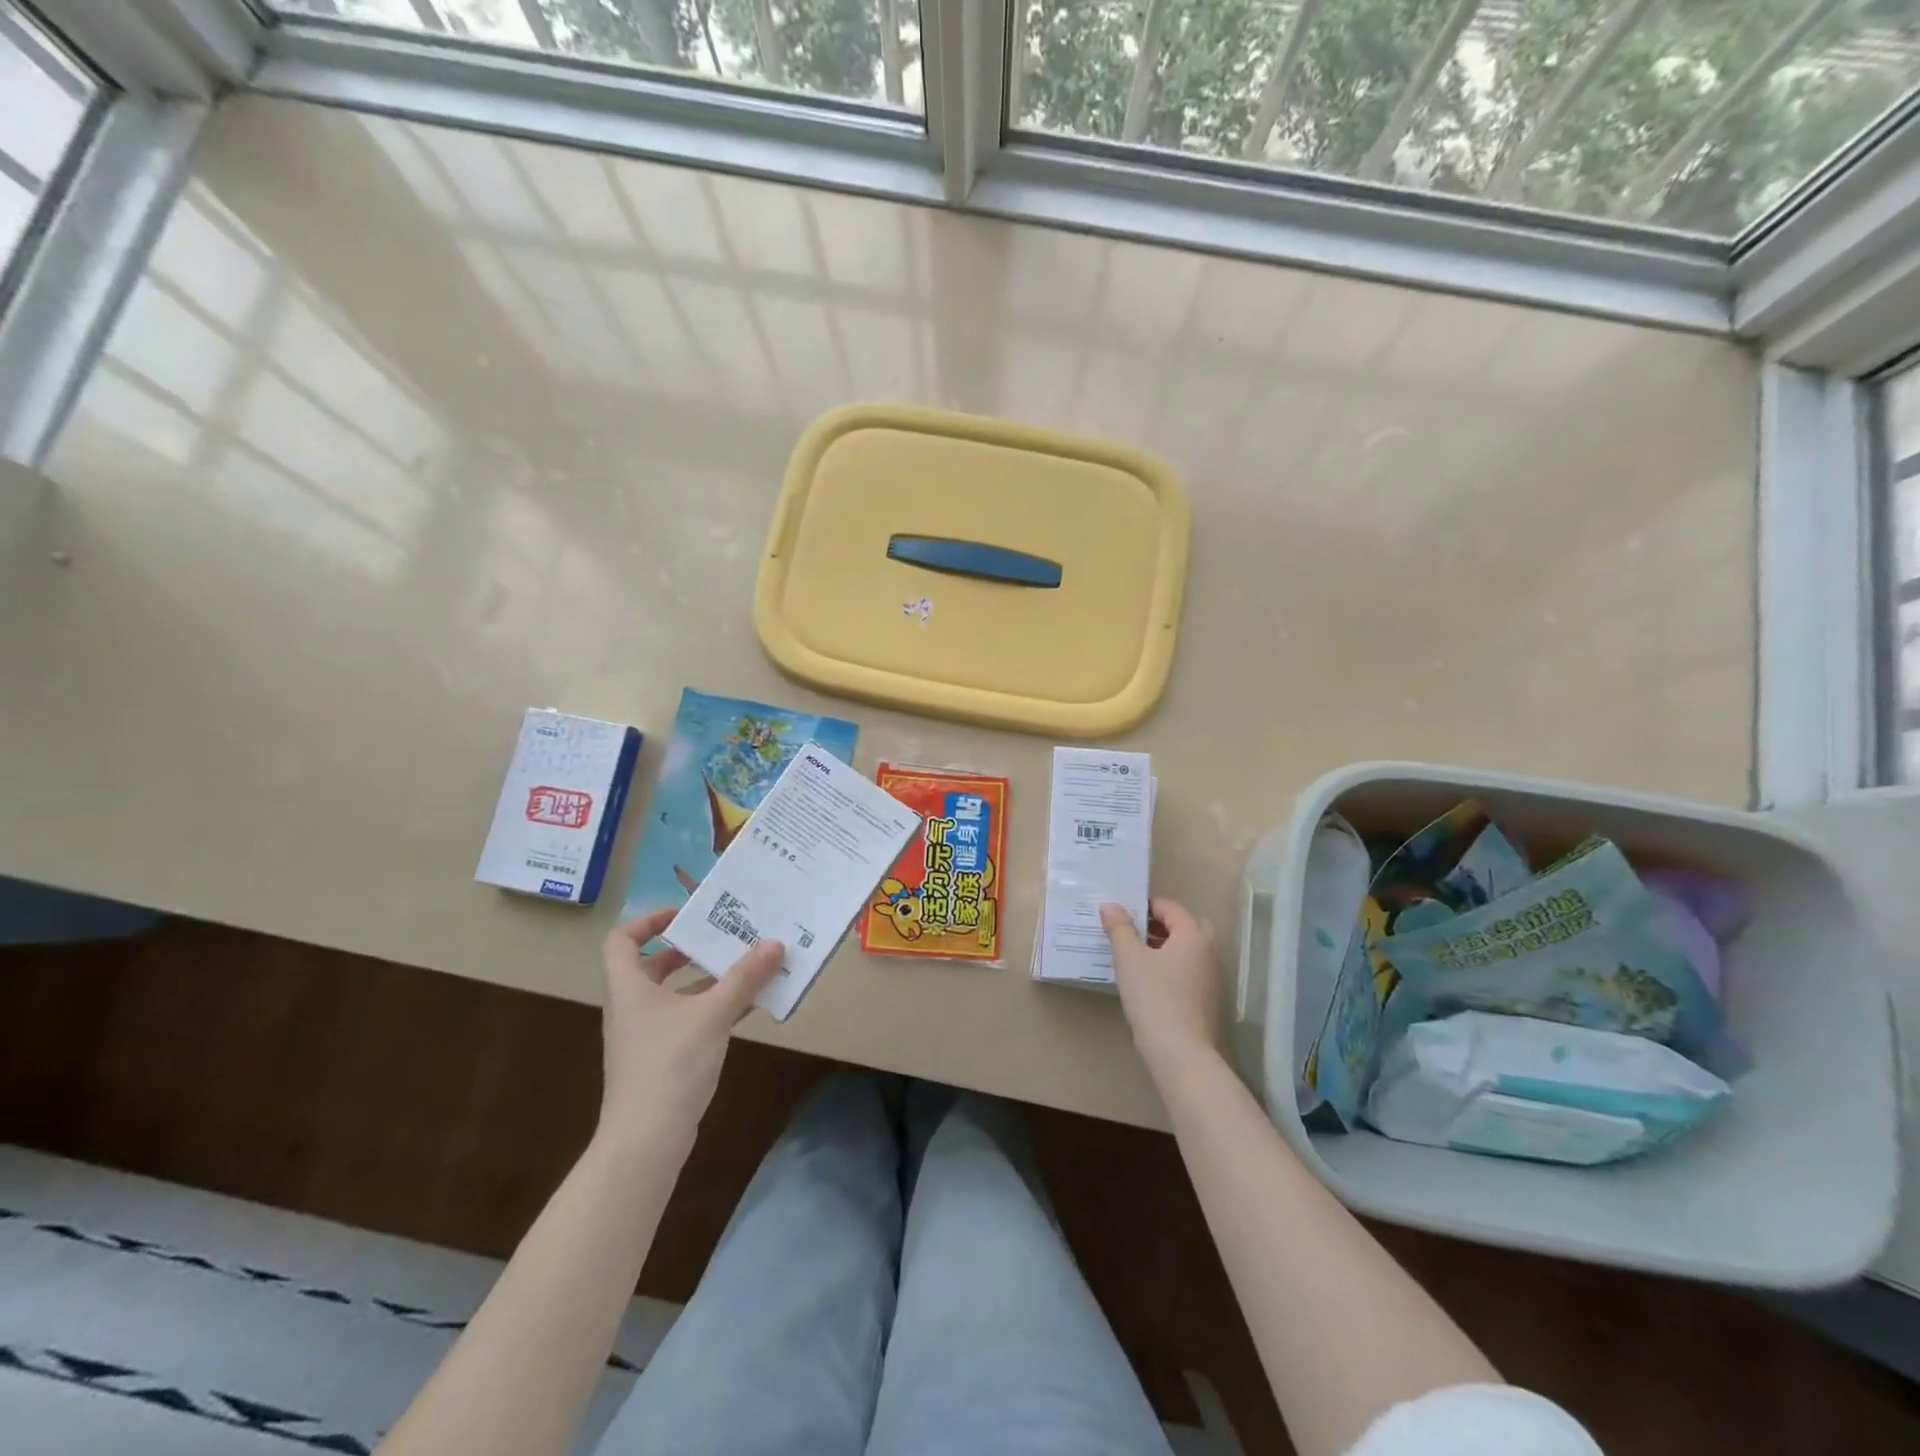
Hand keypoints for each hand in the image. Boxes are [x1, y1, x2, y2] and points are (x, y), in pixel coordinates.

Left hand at [597, 907, 784, 1151]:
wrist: (645, 1141)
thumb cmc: (669, 1065)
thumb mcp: (712, 1014)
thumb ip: (744, 977)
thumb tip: (775, 943)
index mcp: (629, 988)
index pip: (621, 940)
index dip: (648, 921)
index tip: (685, 915)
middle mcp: (633, 1007)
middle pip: (653, 966)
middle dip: (690, 949)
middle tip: (726, 936)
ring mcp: (647, 1036)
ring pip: (676, 994)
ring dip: (709, 979)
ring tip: (748, 966)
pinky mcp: (663, 1059)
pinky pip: (689, 1020)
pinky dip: (714, 1008)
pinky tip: (748, 1006)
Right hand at [1101, 898, 1221, 1076]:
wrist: (1180, 1053)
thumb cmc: (1153, 997)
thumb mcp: (1129, 958)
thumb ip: (1119, 928)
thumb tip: (1110, 905)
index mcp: (1193, 935)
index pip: (1171, 907)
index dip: (1146, 905)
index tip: (1122, 913)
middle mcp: (1208, 952)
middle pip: (1187, 926)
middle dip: (1161, 924)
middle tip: (1134, 930)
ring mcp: (1211, 977)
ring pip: (1189, 949)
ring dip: (1166, 945)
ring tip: (1136, 954)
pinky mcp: (1207, 999)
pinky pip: (1189, 970)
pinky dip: (1172, 965)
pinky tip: (1149, 979)